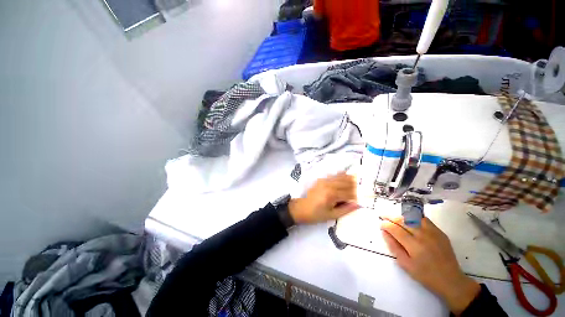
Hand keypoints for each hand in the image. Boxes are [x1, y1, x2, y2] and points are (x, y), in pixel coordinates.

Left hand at [289, 173, 358, 223]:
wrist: (301, 208)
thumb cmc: (316, 214)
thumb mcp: (332, 215)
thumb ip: (346, 209)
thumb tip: (358, 204)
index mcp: (331, 195)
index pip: (349, 193)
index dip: (357, 196)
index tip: (363, 198)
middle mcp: (328, 185)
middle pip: (346, 182)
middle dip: (355, 186)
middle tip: (362, 189)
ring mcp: (324, 181)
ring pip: (341, 177)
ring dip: (349, 179)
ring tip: (357, 181)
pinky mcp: (321, 179)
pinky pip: (333, 175)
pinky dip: (341, 176)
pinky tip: (346, 177)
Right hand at [381, 217, 480, 314]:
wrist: (451, 280)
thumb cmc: (425, 275)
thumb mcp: (405, 264)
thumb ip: (393, 247)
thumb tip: (384, 232)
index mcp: (414, 246)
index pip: (395, 229)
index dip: (385, 224)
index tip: (380, 224)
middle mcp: (423, 236)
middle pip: (403, 220)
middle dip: (390, 217)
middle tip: (383, 216)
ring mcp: (433, 232)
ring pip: (413, 217)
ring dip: (401, 216)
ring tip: (395, 218)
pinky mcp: (440, 232)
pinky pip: (424, 219)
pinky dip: (414, 217)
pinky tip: (409, 220)